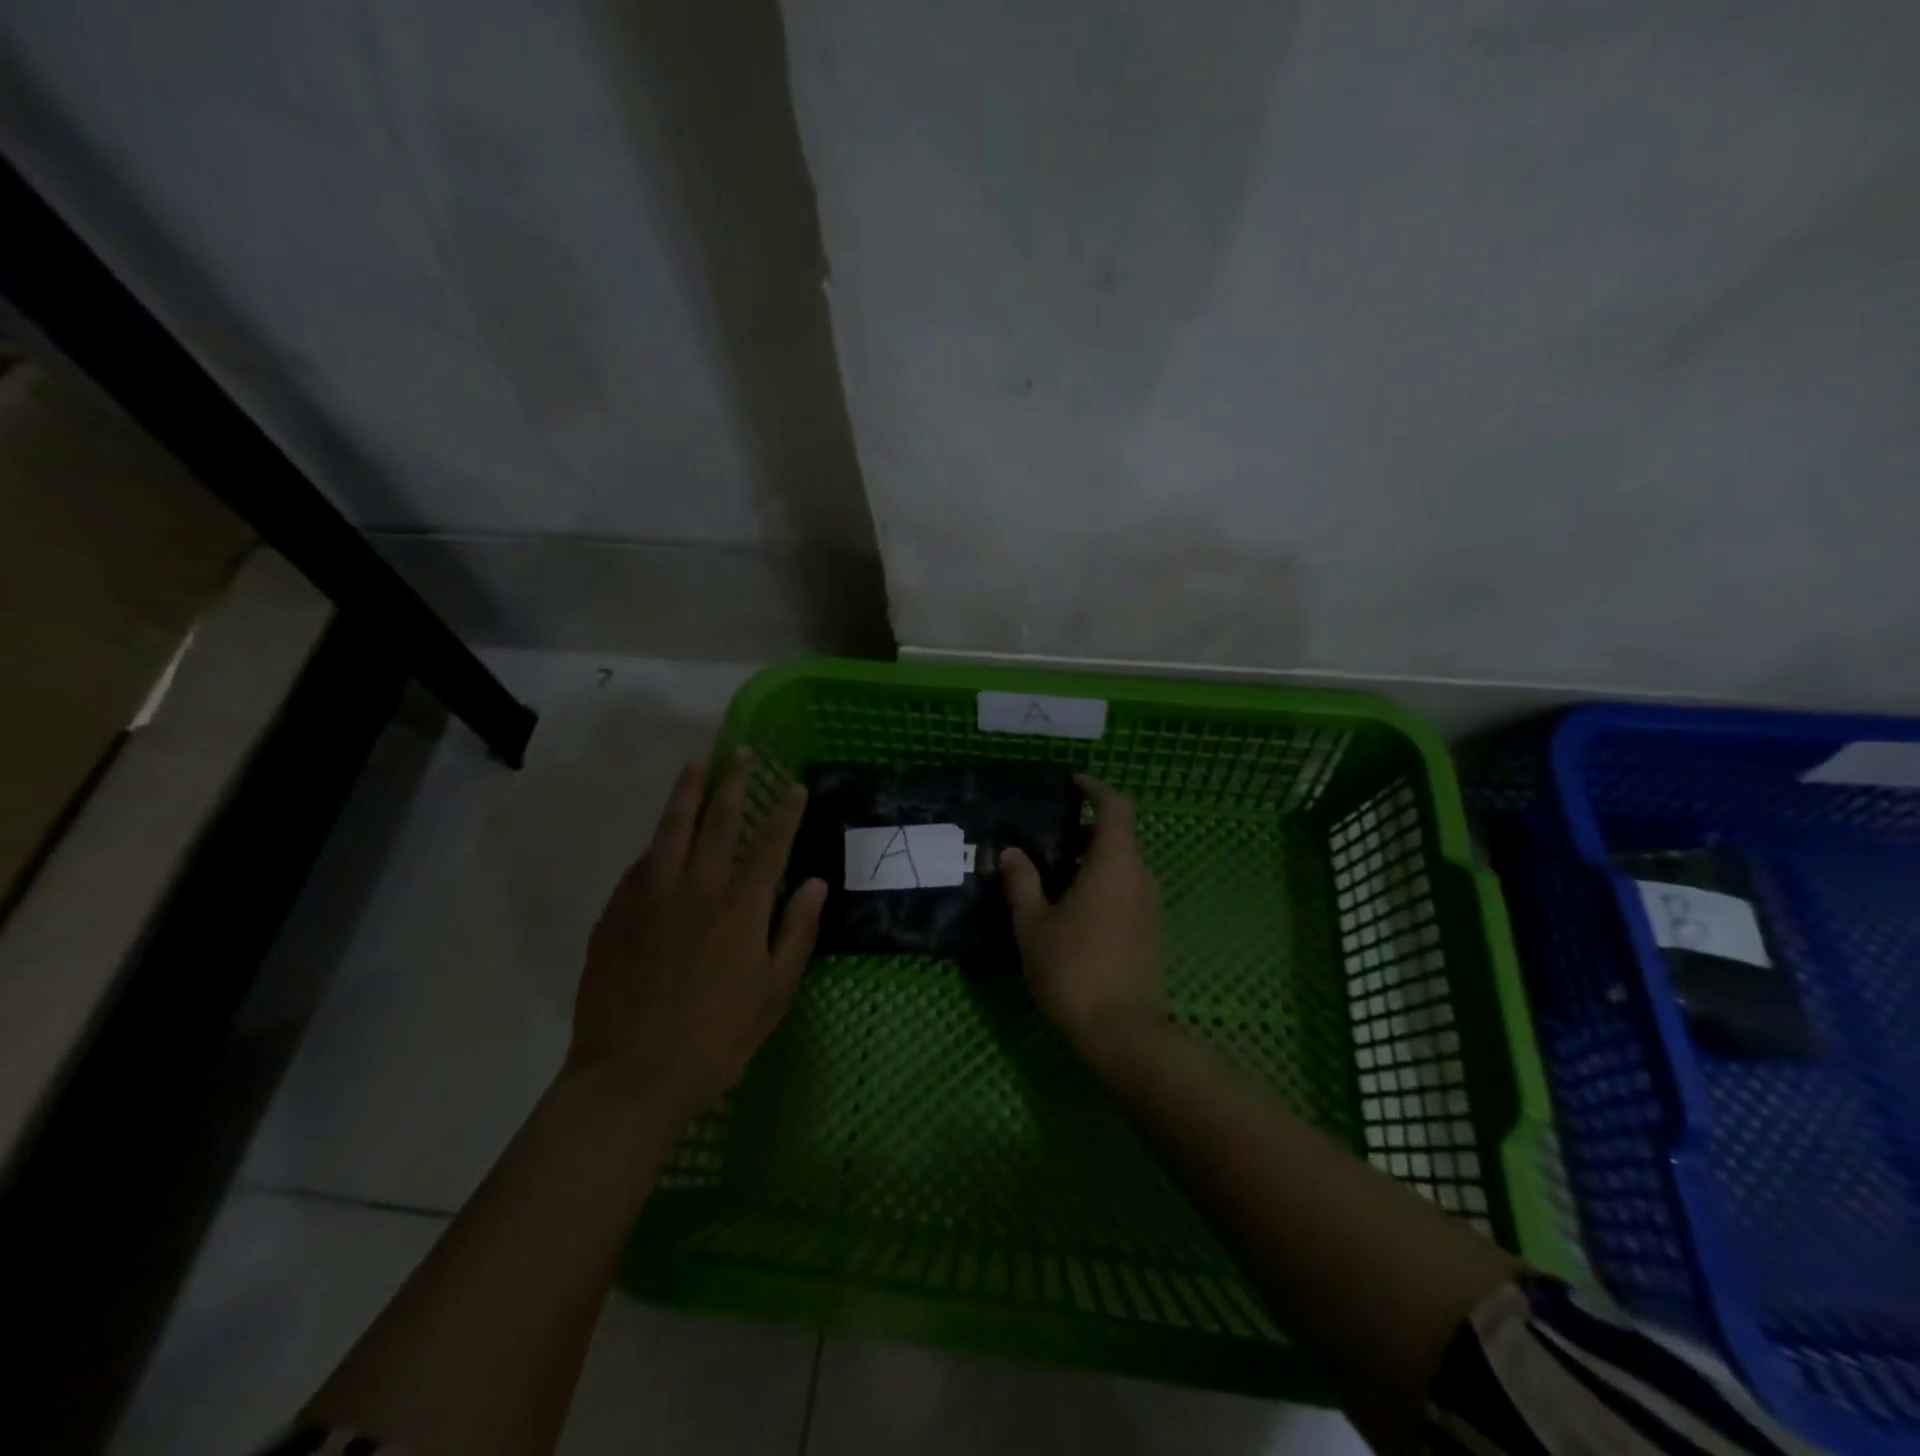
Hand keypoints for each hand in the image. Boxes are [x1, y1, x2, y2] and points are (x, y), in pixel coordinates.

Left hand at [567, 748, 826, 1120]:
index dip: (784, 811)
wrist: (631, 1077)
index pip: (769, 844)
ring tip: (697, 764)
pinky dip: (656, 842)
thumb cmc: (717, 1039)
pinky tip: (660, 836)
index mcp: (739, 908)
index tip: (794, 785)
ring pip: (670, 830)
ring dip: (687, 794)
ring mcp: (649, 898)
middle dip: (734, 783)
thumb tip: (818, 883)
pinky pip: (640, 865)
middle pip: (717, 822)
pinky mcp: (615, 915)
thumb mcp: (775, 992)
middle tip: (742, 753)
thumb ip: (797, 931)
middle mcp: (695, 889)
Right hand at [1000, 774, 1166, 1057]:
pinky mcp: (1149, 929)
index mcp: (1115, 864)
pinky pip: (1126, 888)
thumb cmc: (1073, 968)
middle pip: (1120, 835)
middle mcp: (1140, 876)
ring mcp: (1149, 905)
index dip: (1095, 789)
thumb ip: (1022, 882)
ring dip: (1093, 857)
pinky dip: (1101, 881)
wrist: (1121, 1031)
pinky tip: (1070, 904)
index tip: (1072, 783)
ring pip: (1123, 864)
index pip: (1116, 807)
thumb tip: (1012, 852)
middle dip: (1088, 827)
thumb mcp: (1034, 923)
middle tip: (1050, 832)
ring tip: (1053, 869)